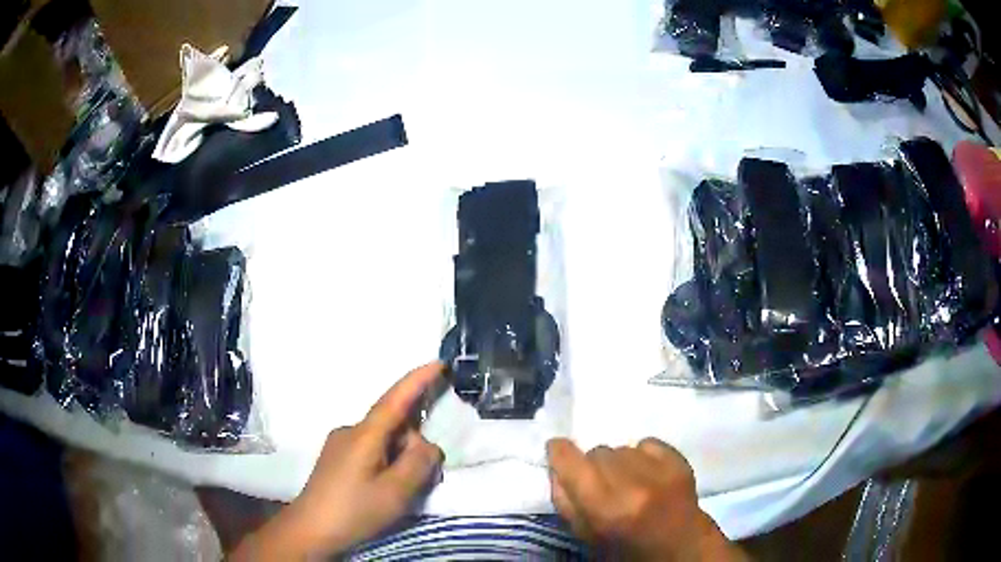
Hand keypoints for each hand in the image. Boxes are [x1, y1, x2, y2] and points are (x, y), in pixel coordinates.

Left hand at [233, 363, 444, 559]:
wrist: (311, 529)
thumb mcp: (396, 492)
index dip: (417, 380)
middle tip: (423, 479)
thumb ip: (418, 463)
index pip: (394, 400)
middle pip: (393, 426)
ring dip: (399, 457)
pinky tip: (384, 488)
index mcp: (364, 435)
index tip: (439, 363)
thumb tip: (427, 445)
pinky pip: (370, 450)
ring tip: (400, 491)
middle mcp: (350, 432)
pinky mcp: (336, 459)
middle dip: (413, 444)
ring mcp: (340, 444)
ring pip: (382, 440)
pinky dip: (386, 462)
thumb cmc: (354, 510)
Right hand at [547, 437, 745, 560]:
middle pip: (598, 451)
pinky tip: (648, 474)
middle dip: (595, 466)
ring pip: (622, 447)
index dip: (560, 453)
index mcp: (604, 509)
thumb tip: (557, 466)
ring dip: (619, 461)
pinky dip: (642, 455)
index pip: (570, 461)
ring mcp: (660, 470)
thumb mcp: (586, 536)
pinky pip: (647, 443)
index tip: (558, 452)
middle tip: (603, 485)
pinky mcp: (680, 460)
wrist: (680, 548)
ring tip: (629, 482)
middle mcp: (632, 484)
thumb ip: (566, 501)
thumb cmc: (626, 549)